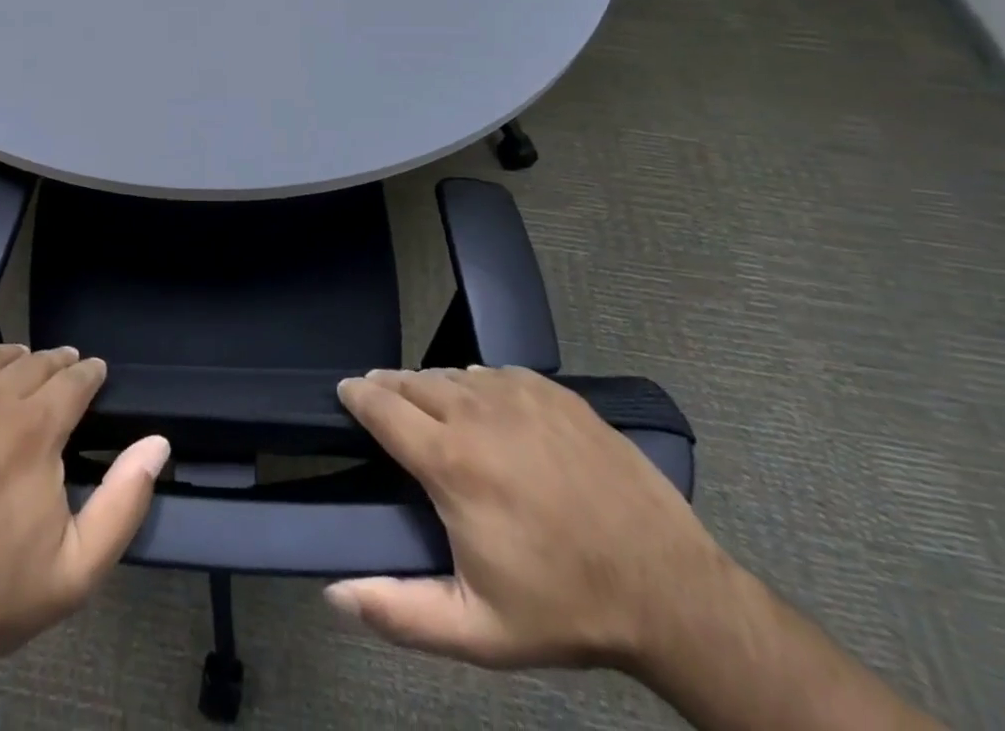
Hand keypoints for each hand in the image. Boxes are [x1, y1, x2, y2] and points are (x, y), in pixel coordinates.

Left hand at [0, 342, 170, 703]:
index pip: (73, 380)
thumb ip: (123, 502)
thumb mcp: (75, 570)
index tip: (95, 373)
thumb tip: (157, 443)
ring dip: (12, 356)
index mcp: (33, 432)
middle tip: (64, 371)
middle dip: (56, 363)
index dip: (89, 373)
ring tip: (22, 364)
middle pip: (32, 362)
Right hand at [327, 365, 729, 671]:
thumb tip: (334, 594)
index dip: (356, 395)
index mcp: (450, 460)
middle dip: (388, 387)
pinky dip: (477, 384)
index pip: (381, 406)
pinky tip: (484, 405)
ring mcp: (518, 394)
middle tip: (379, 399)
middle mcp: (476, 411)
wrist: (670, 590)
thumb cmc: (565, 608)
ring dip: (430, 386)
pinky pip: (496, 373)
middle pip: (412, 381)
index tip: (344, 393)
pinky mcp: (554, 391)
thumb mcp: (478, 630)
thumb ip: (398, 611)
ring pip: (453, 373)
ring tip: (427, 405)